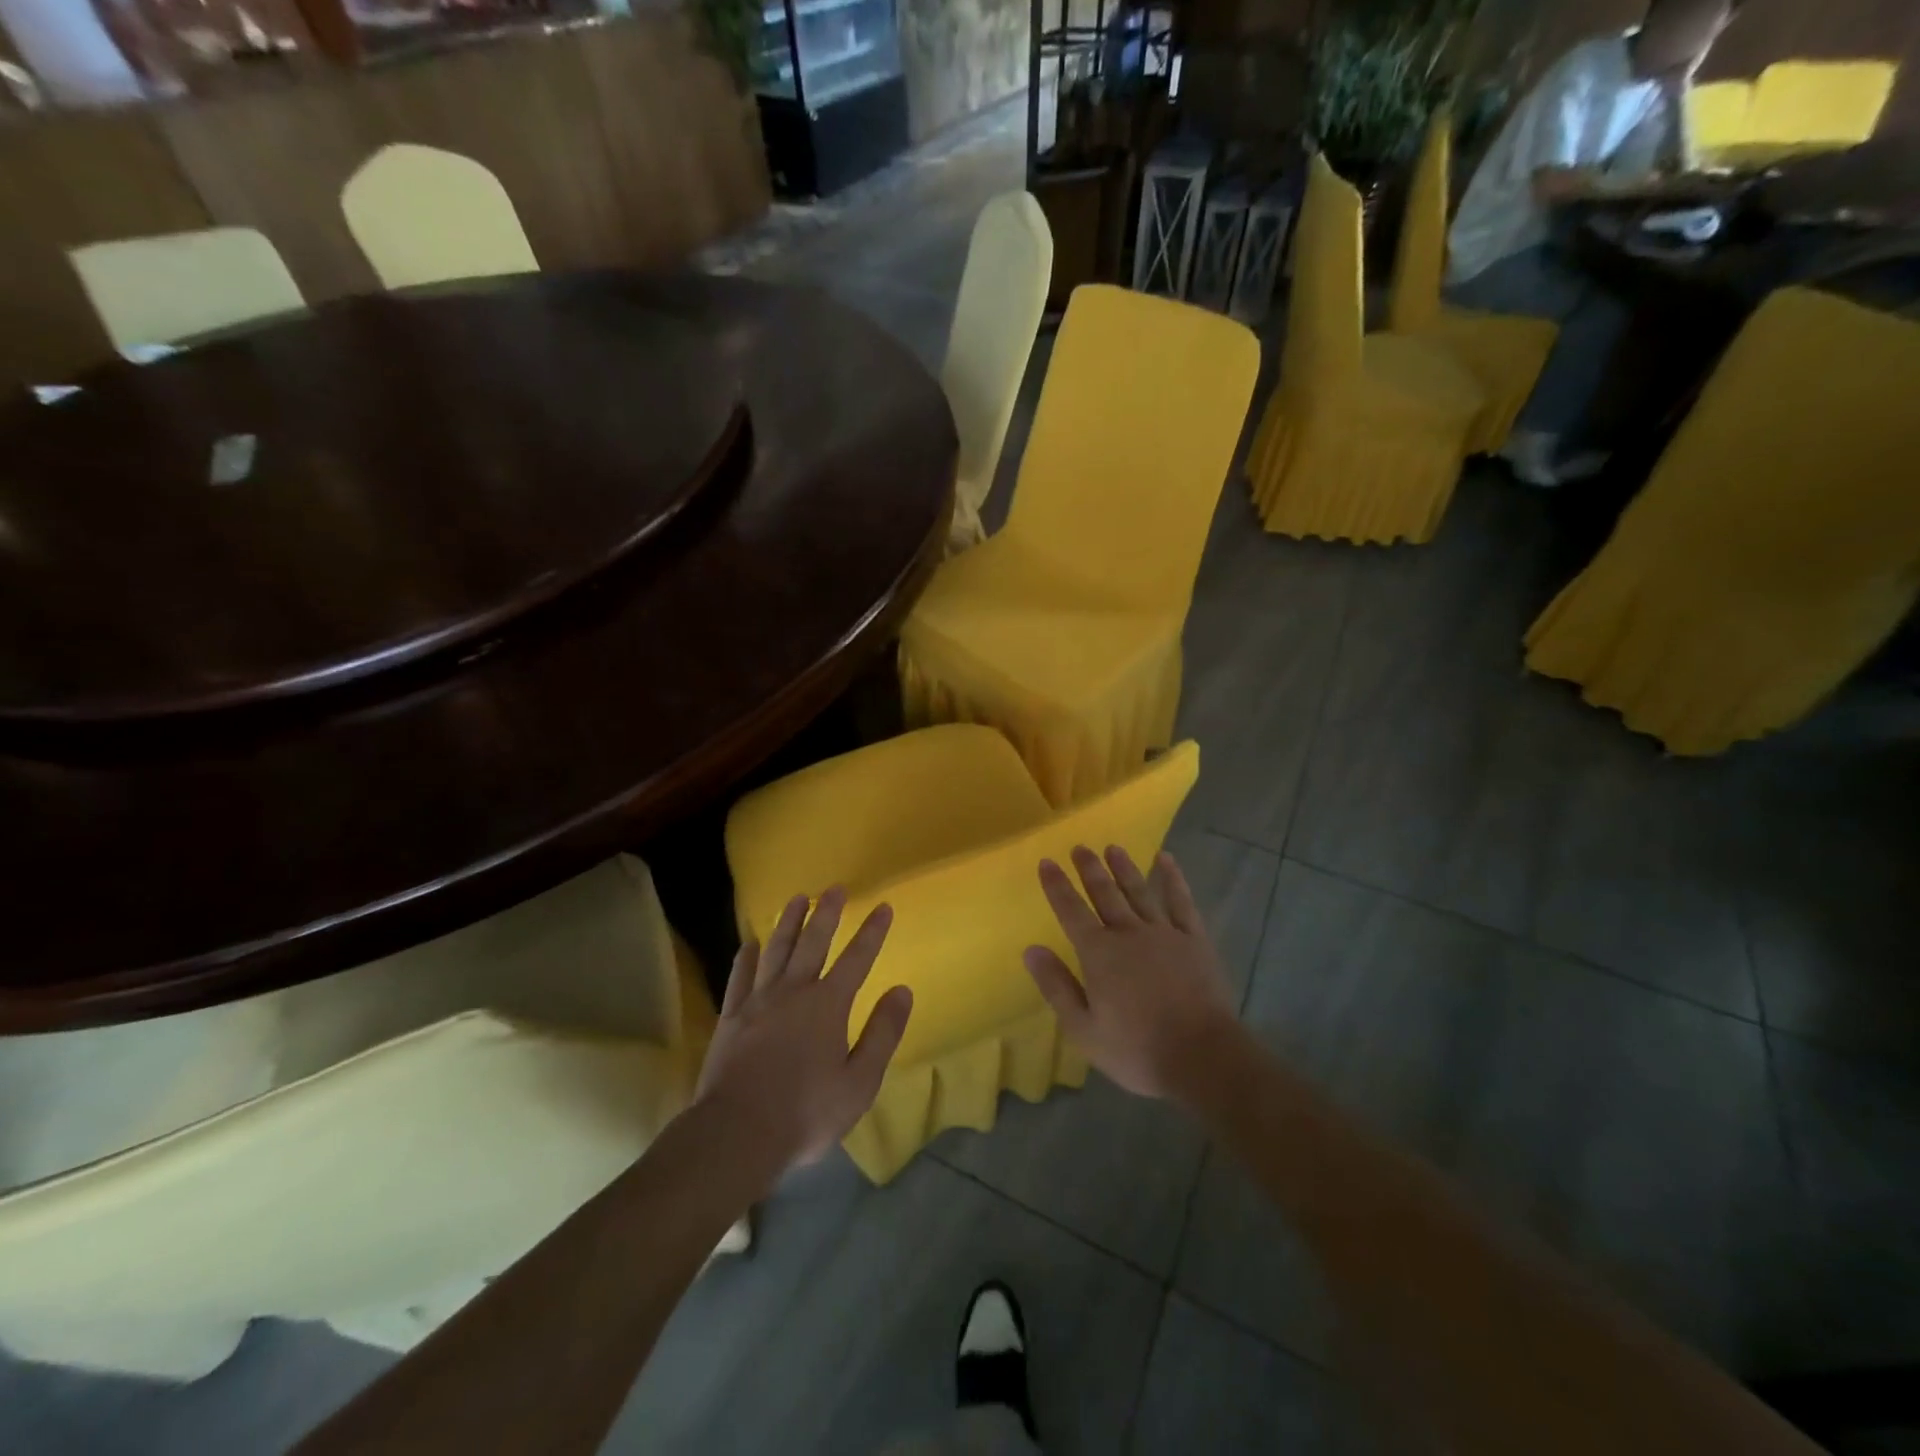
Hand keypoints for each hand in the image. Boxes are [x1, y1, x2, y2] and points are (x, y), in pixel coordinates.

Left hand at [695, 888, 912, 1171]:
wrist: (737, 1134)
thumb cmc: (806, 1112)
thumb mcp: (859, 1081)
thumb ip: (882, 1033)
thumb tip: (902, 991)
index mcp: (828, 1005)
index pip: (857, 959)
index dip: (872, 932)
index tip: (883, 906)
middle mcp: (794, 992)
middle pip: (813, 942)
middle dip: (827, 914)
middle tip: (834, 889)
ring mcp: (758, 1002)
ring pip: (776, 950)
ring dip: (788, 923)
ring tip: (796, 899)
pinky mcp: (731, 1018)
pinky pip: (740, 978)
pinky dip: (746, 958)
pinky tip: (750, 944)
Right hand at [1023, 846, 1241, 1102]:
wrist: (1203, 1057)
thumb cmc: (1137, 1049)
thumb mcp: (1083, 1029)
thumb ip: (1056, 986)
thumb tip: (1031, 950)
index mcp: (1098, 953)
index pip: (1070, 911)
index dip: (1057, 886)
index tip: (1046, 862)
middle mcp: (1128, 933)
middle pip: (1104, 894)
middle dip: (1089, 870)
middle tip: (1080, 847)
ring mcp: (1165, 933)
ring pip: (1139, 892)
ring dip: (1124, 868)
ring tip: (1113, 848)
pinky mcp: (1194, 940)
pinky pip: (1181, 902)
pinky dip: (1173, 879)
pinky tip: (1166, 860)